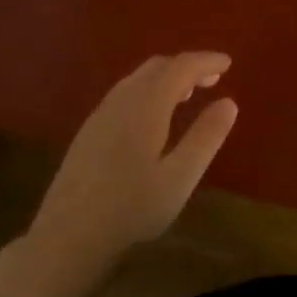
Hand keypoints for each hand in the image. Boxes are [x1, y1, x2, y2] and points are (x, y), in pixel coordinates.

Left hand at [31, 52, 238, 256]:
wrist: (68, 235)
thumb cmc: (131, 207)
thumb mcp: (180, 177)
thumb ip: (206, 137)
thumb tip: (228, 103)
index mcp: (146, 105)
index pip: (180, 67)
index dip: (206, 61)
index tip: (229, 63)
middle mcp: (121, 100)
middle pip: (157, 66)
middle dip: (187, 66)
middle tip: (213, 79)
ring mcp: (100, 114)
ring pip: (137, 79)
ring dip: (166, 78)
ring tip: (188, 95)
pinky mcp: (89, 131)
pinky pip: (125, 94)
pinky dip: (148, 91)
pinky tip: (154, 117)